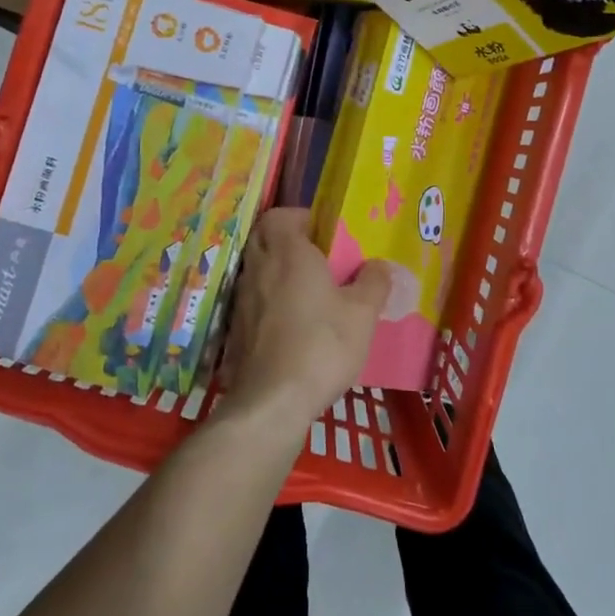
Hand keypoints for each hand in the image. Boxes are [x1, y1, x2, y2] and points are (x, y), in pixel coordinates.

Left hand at [222, 209, 390, 426]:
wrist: (273, 400)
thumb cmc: (322, 345)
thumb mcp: (362, 314)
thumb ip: (374, 283)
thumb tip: (380, 265)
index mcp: (289, 253)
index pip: (280, 215)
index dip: (299, 217)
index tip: (323, 232)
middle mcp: (259, 268)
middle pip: (263, 237)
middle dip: (284, 239)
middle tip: (313, 256)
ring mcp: (241, 299)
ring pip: (255, 268)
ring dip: (274, 270)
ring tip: (304, 289)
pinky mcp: (234, 328)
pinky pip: (250, 300)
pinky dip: (265, 300)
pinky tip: (288, 322)